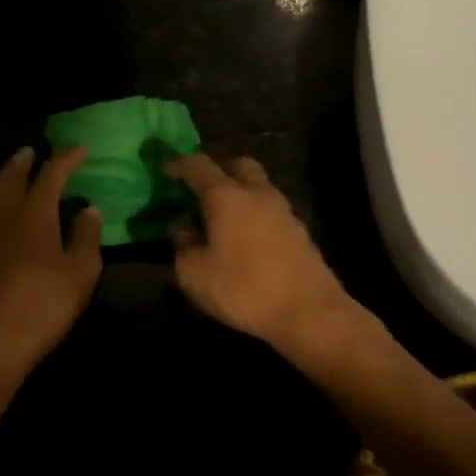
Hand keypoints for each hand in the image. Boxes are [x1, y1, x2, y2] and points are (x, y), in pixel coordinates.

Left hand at [0, 147, 103, 370]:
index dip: (66, 159)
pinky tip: (3, 215)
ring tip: (13, 178)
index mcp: (34, 215)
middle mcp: (6, 217)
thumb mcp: (81, 271)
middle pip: (10, 178)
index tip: (81, 150)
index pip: (50, 176)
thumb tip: (89, 209)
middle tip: (32, 152)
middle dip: (23, 162)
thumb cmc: (46, 302)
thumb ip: (86, 236)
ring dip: (3, 180)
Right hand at [167, 154, 359, 355]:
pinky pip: (270, 211)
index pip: (199, 165)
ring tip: (222, 218)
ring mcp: (283, 211)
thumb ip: (182, 245)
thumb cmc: (243, 288)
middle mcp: (257, 193)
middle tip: (201, 189)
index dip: (179, 164)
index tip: (166, 167)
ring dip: (239, 194)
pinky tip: (245, 239)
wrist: (309, 311)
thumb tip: (182, 227)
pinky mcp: (300, 232)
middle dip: (218, 170)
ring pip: (258, 187)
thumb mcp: (195, 273)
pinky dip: (254, 215)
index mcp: (226, 196)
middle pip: (238, 165)